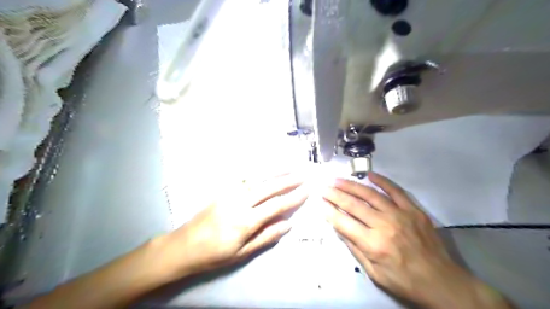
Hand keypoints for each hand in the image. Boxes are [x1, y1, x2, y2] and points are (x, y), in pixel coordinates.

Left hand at [158, 174, 308, 279]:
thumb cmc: (214, 254)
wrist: (183, 246)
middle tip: (303, 174)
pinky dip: (259, 172)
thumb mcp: (242, 253)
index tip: (306, 191)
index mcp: (245, 221)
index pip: (275, 206)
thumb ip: (266, 236)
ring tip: (289, 167)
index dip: (292, 198)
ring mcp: (229, 193)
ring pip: (257, 179)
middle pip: (268, 187)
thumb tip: (288, 225)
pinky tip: (266, 169)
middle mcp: (239, 202)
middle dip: (287, 180)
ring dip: (275, 172)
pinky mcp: (223, 191)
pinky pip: (244, 178)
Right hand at [323, 172, 510, 307]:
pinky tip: (370, 175)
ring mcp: (400, 215)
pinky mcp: (413, 210)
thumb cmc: (404, 281)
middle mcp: (384, 225)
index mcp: (373, 244)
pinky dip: (382, 181)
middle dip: (336, 195)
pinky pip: (396, 191)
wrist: (441, 281)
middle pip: (354, 205)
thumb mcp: (374, 273)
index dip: (330, 211)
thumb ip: (355, 249)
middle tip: (325, 188)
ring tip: (338, 180)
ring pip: (370, 195)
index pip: (344, 222)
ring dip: (352, 186)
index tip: (320, 202)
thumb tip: (339, 228)